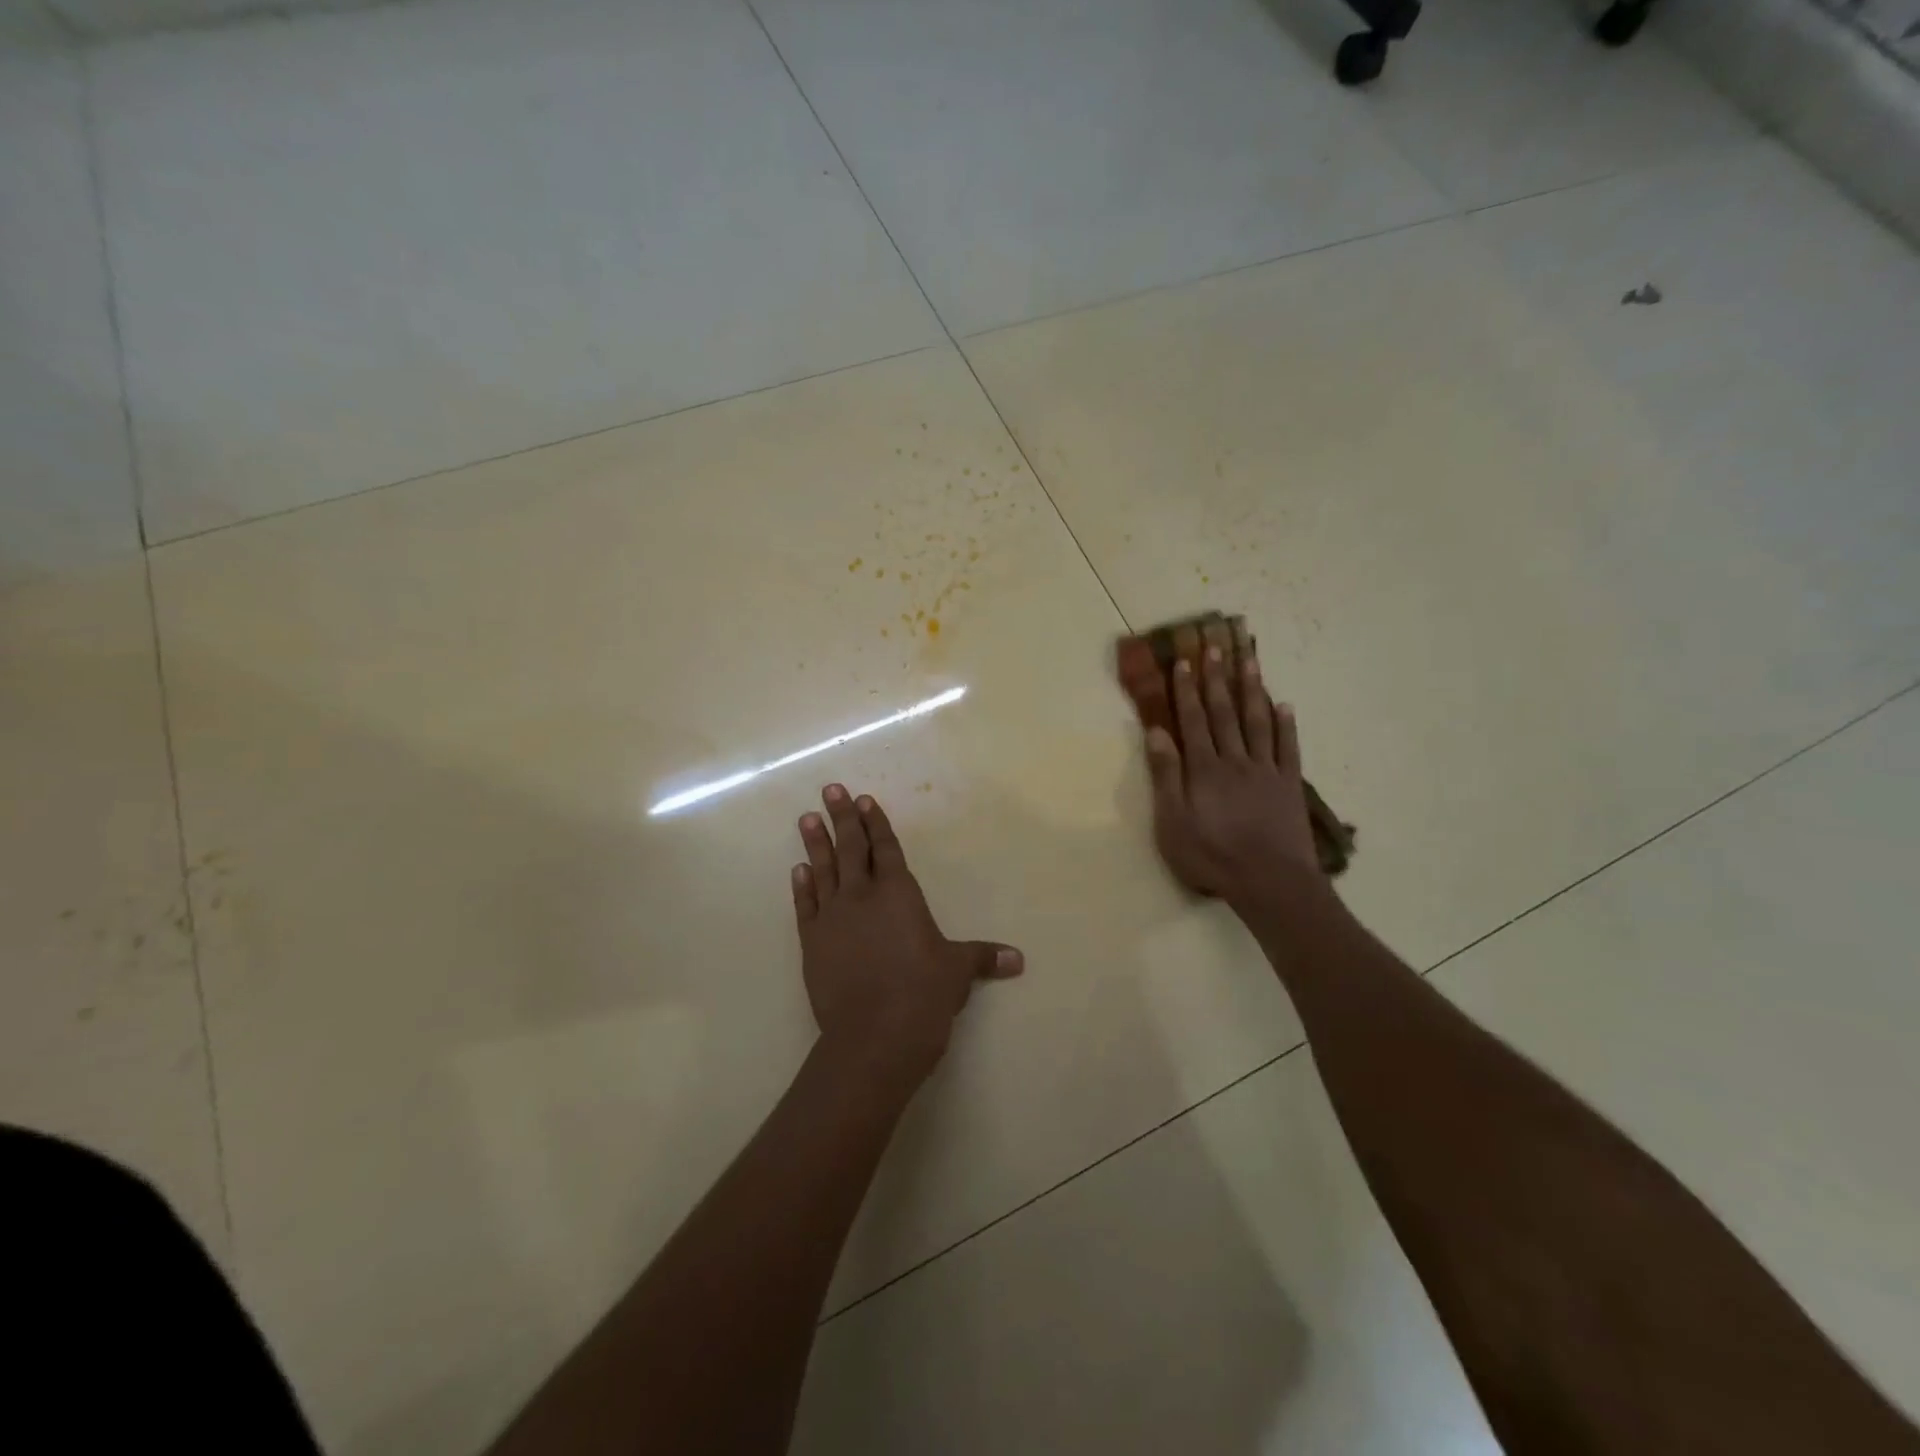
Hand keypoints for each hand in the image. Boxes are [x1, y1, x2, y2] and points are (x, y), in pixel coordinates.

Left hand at [791, 784, 1022, 1089]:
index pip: (886, 849)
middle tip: (831, 790)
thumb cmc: (923, 995)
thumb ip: (983, 958)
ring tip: (806, 818)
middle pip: (851, 848)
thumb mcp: (957, 972)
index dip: (876, 823)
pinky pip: (805, 906)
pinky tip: (798, 870)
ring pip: (823, 869)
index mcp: (899, 894)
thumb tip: (1018, 959)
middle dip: (842, 817)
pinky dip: (802, 886)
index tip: (865, 801)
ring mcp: (833, 918)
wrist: (874, 1036)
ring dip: (815, 843)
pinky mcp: (812, 943)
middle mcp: (863, 896)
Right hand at [1144, 646, 1319, 906]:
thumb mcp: (1173, 822)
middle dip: (1216, 680)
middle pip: (1224, 713)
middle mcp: (1234, 760)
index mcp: (1203, 769)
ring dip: (1252, 690)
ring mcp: (1265, 770)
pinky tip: (1284, 705)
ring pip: (1257, 722)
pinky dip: (1286, 724)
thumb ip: (1166, 776)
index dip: (1186, 691)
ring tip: (1249, 661)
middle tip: (1215, 647)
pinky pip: (1288, 747)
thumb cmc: (1212, 855)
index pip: (1192, 721)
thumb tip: (1156, 732)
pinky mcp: (1289, 785)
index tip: (1184, 662)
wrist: (1269, 881)